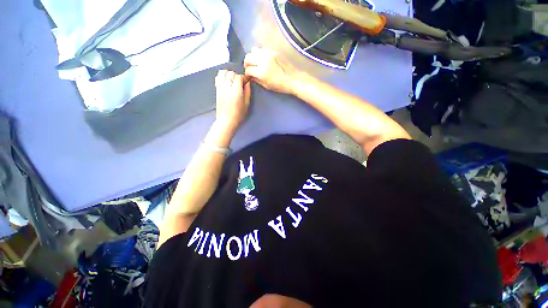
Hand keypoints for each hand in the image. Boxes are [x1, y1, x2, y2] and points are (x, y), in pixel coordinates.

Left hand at [214, 70, 250, 130]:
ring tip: (233, 80)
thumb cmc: (238, 114)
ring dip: (228, 74)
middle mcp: (227, 88)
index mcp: (236, 91)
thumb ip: (247, 92)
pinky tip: (226, 82)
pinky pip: (218, 78)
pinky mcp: (217, 90)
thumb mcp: (246, 104)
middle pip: (231, 73)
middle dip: (236, 76)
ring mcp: (220, 88)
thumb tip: (247, 83)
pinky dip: (222, 76)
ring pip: (223, 73)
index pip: (238, 77)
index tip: (246, 80)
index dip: (243, 77)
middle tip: (240, 82)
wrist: (226, 120)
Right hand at [244, 47, 298, 94]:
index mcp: (261, 72)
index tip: (249, 75)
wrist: (292, 78)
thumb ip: (257, 80)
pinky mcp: (272, 51)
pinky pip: (261, 49)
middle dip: (247, 63)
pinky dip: (259, 54)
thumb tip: (251, 76)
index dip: (247, 73)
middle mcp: (262, 60)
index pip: (248, 69)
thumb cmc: (280, 85)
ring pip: (253, 50)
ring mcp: (268, 54)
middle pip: (248, 57)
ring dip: (252, 57)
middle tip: (249, 68)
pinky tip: (262, 60)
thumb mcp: (267, 86)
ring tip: (255, 62)